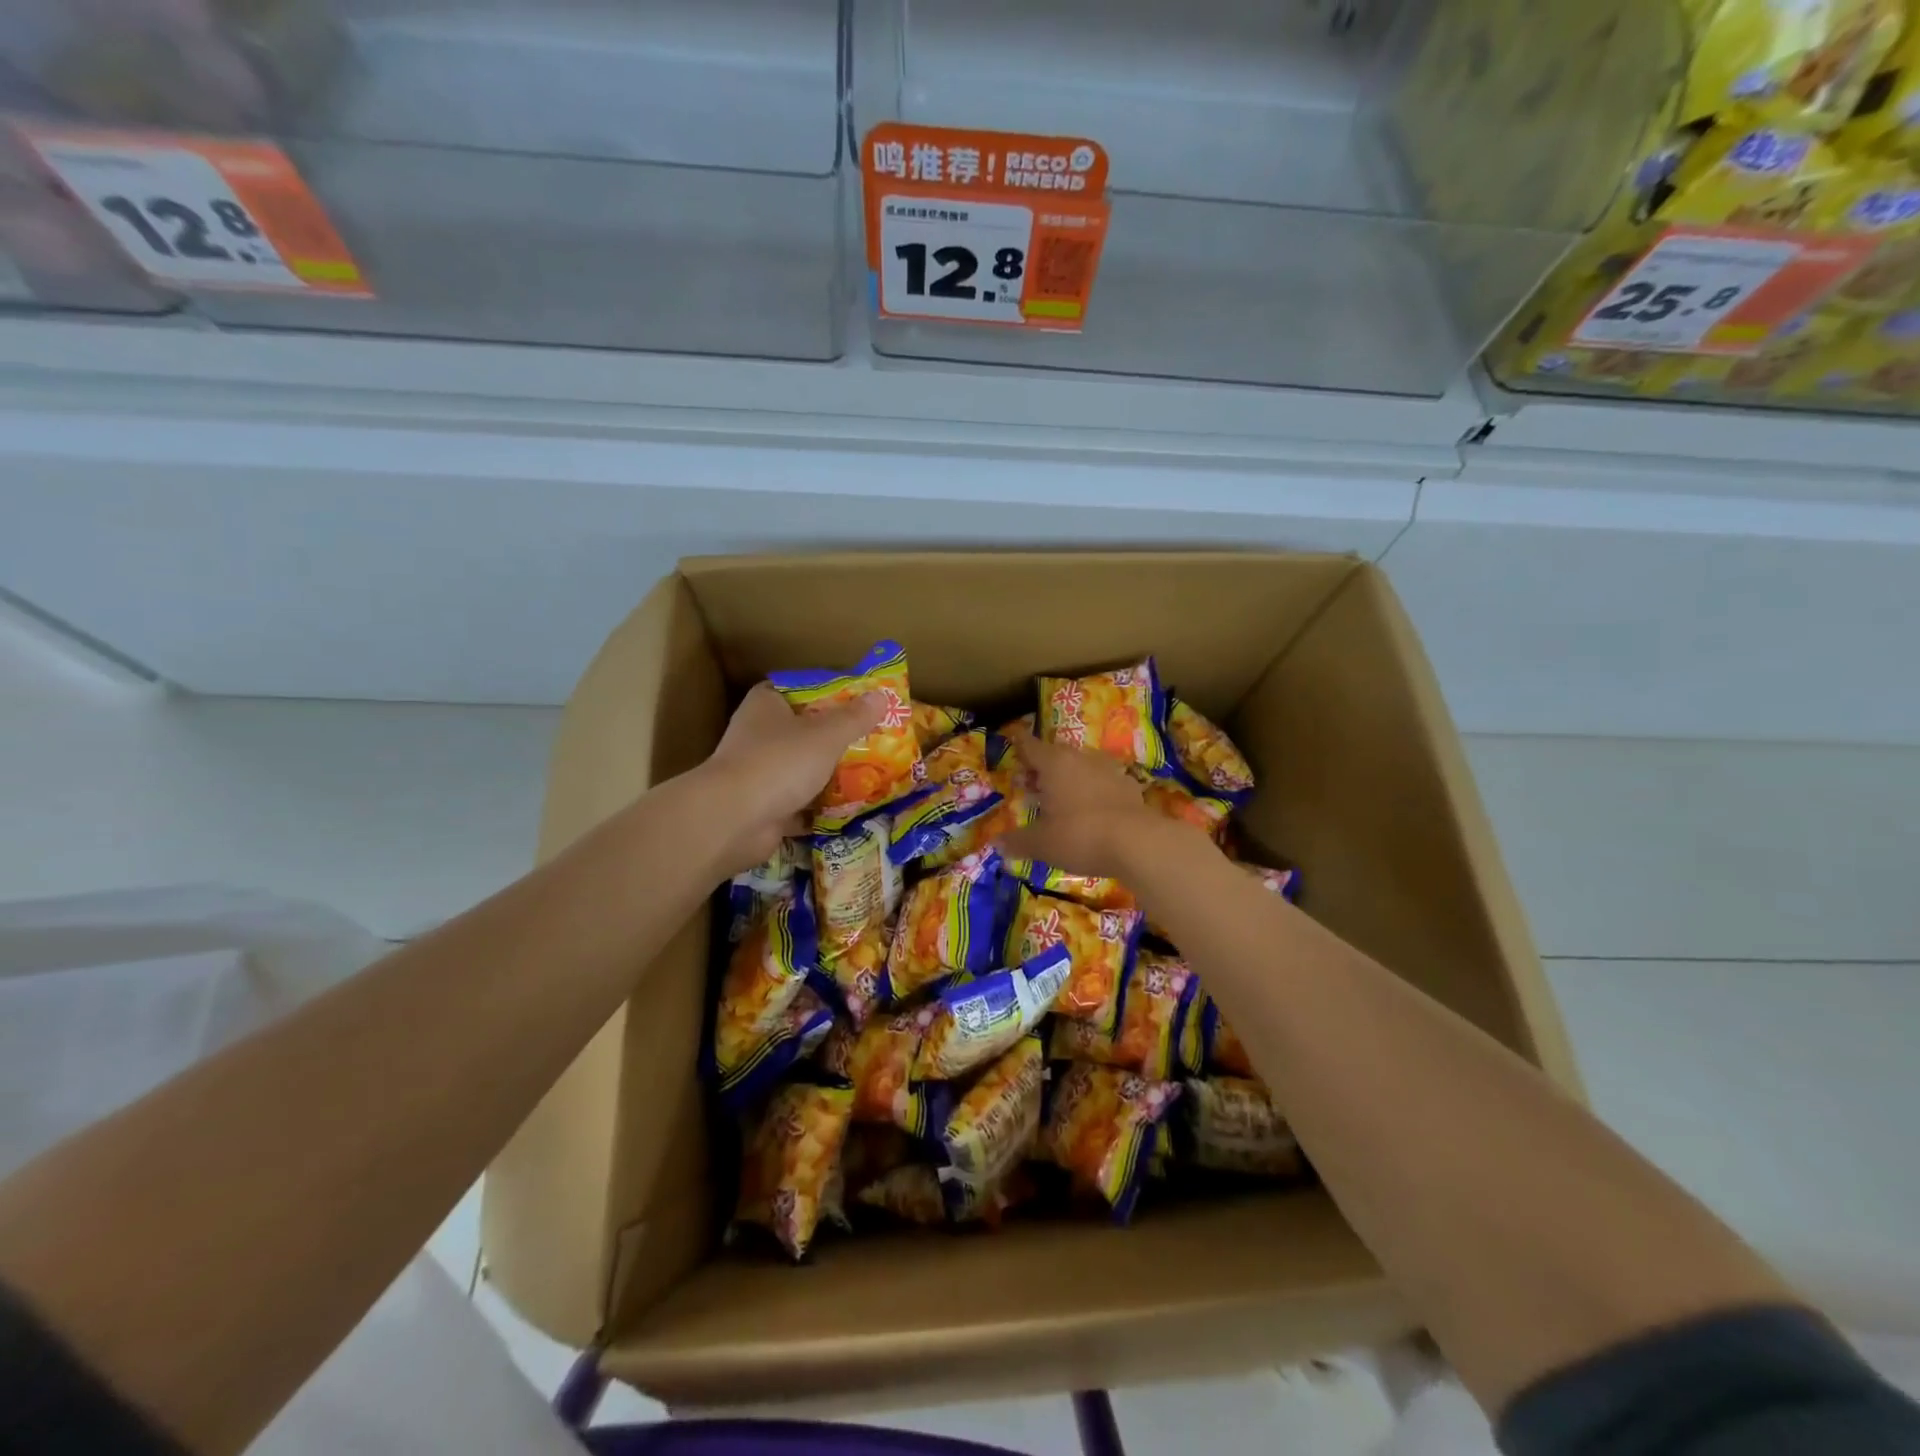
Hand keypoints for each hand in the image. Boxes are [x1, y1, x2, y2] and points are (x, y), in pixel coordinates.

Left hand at [694, 683, 885, 875]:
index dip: (826, 693)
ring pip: (800, 769)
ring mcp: (757, 774)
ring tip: (869, 773)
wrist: (733, 820)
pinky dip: (818, 808)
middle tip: (872, 739)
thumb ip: (854, 718)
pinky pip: (798, 804)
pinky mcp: (761, 808)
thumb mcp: (826, 735)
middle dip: (833, 738)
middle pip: (802, 731)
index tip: (856, 701)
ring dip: (827, 774)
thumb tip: (881, 696)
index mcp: (766, 705)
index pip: (797, 689)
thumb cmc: (779, 762)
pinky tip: (849, 808)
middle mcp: (757, 735)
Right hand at [995, 734, 1170, 879]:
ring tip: (1062, 797)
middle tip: (1032, 783)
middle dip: (1043, 765)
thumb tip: (997, 844)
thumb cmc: (1079, 835)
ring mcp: (1109, 770)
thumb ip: (1018, 841)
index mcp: (1054, 763)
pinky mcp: (1130, 787)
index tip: (1013, 739)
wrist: (1137, 843)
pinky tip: (1092, 809)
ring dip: (1070, 777)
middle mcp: (1081, 759)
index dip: (1020, 744)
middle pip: (1057, 753)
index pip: (1031, 746)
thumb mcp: (1041, 843)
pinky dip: (1094, 791)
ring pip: (1083, 766)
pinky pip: (1104, 783)